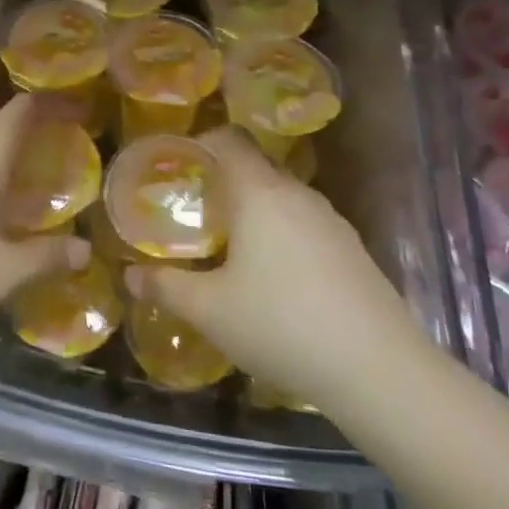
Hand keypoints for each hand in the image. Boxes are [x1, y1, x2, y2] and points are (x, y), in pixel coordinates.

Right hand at [124, 128, 433, 414]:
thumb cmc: (281, 325)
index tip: (175, 166)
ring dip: (252, 211)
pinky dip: (280, 234)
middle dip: (221, 183)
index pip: (229, 140)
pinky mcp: (352, 249)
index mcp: (261, 193)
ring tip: (227, 246)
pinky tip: (273, 277)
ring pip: (281, 198)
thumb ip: (165, 287)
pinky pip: (304, 224)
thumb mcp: (210, 310)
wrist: (378, 368)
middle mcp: (298, 195)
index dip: (199, 143)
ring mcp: (331, 221)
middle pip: (254, 168)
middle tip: (191, 214)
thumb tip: (130, 275)